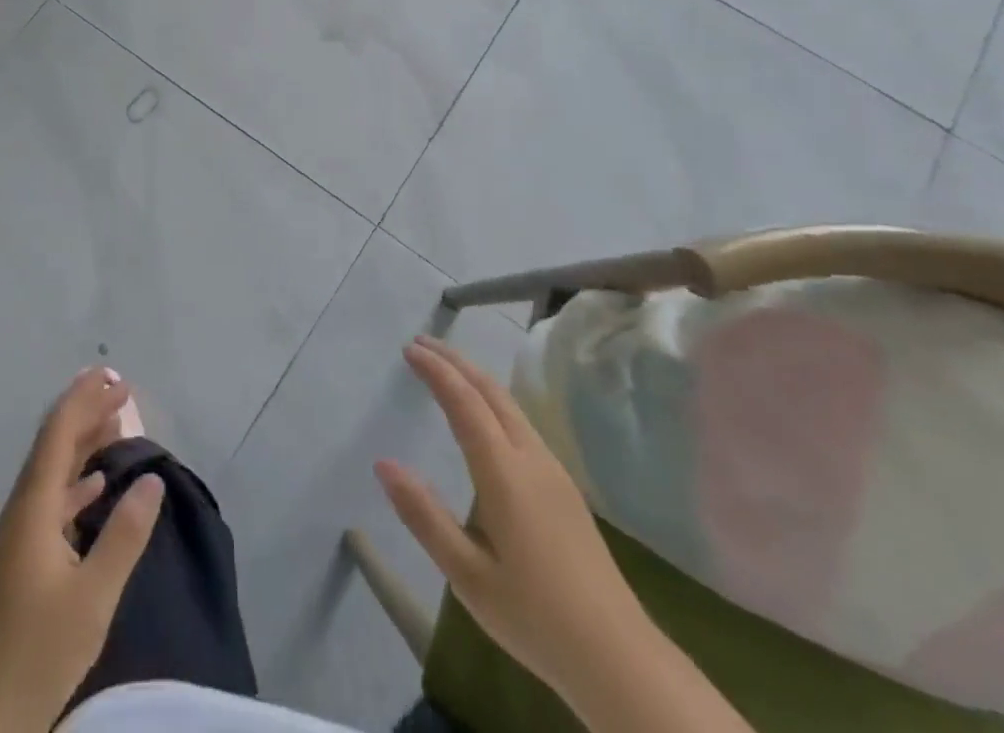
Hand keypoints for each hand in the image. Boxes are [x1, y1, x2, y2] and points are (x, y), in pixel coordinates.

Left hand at [0, 368, 162, 732]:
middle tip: (120, 388)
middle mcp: (23, 511)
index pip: (59, 436)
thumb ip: (124, 535)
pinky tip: (97, 485)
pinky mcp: (23, 559)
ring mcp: (20, 536)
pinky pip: (53, 499)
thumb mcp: (92, 597)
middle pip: (54, 445)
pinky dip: (78, 481)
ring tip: (115, 423)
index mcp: (34, 509)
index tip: (115, 379)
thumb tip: (153, 478)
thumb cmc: (37, 653)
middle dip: (85, 412)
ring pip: (54, 471)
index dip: (86, 402)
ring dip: (83, 442)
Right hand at [376, 336, 650, 695]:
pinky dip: (492, 400)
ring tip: (446, 368)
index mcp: (504, 473)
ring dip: (475, 378)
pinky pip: (521, 423)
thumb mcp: (467, 575)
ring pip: (510, 405)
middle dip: (455, 361)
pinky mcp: (564, 488)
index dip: (435, 370)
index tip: (408, 349)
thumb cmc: (536, 618)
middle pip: (491, 391)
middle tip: (421, 344)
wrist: (620, 660)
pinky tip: (484, 415)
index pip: (464, 402)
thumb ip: (424, 516)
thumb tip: (383, 464)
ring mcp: (553, 472)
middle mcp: (531, 459)